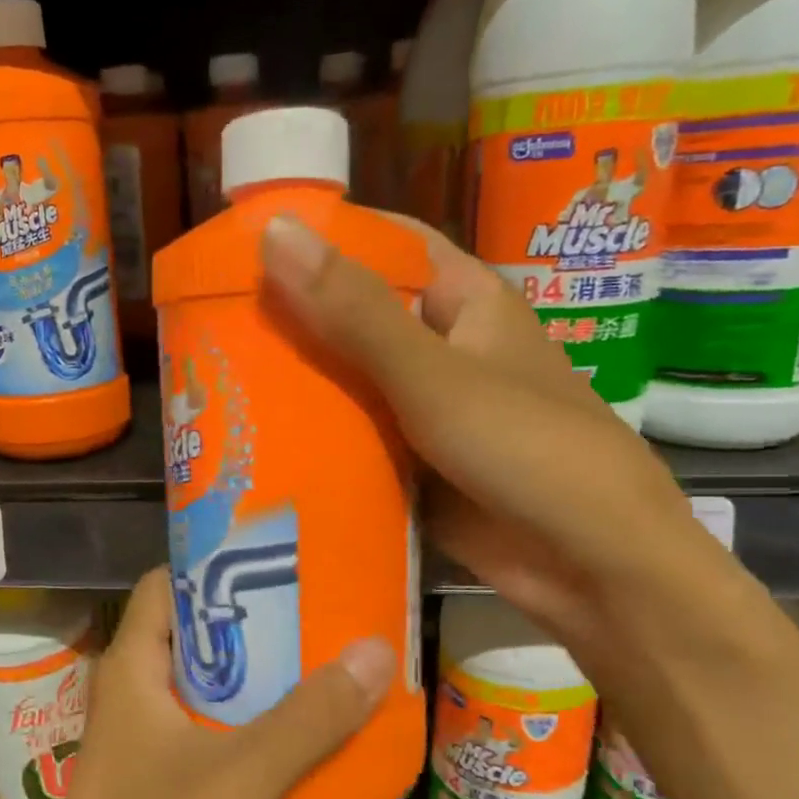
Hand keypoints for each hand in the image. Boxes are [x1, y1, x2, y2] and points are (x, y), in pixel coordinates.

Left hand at [33, 569, 394, 798]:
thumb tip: (375, 649)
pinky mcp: (151, 787)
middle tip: (311, 611)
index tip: (270, 558)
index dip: (210, 565)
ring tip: (313, 664)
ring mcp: (137, 744)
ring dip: (249, 679)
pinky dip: (241, 726)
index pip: (163, 586)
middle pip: (188, 635)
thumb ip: (310, 715)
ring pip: (197, 689)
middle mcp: (128, 695)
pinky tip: (290, 737)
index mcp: (131, 667)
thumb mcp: (244, 771)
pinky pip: (201, 735)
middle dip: (246, 624)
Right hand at [259, 213, 728, 662]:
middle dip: (290, 318)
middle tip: (207, 321)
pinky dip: (313, 441)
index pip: (385, 243)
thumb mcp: (433, 375)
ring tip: (212, 379)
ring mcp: (424, 411)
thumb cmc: (527, 449)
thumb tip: (275, 231)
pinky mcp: (411, 466)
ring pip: (347, 383)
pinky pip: (352, 441)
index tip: (244, 240)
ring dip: (295, 384)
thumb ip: (354, 311)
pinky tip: (254, 443)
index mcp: (462, 302)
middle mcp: (440, 349)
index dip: (323, 234)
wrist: (592, 567)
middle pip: (355, 317)